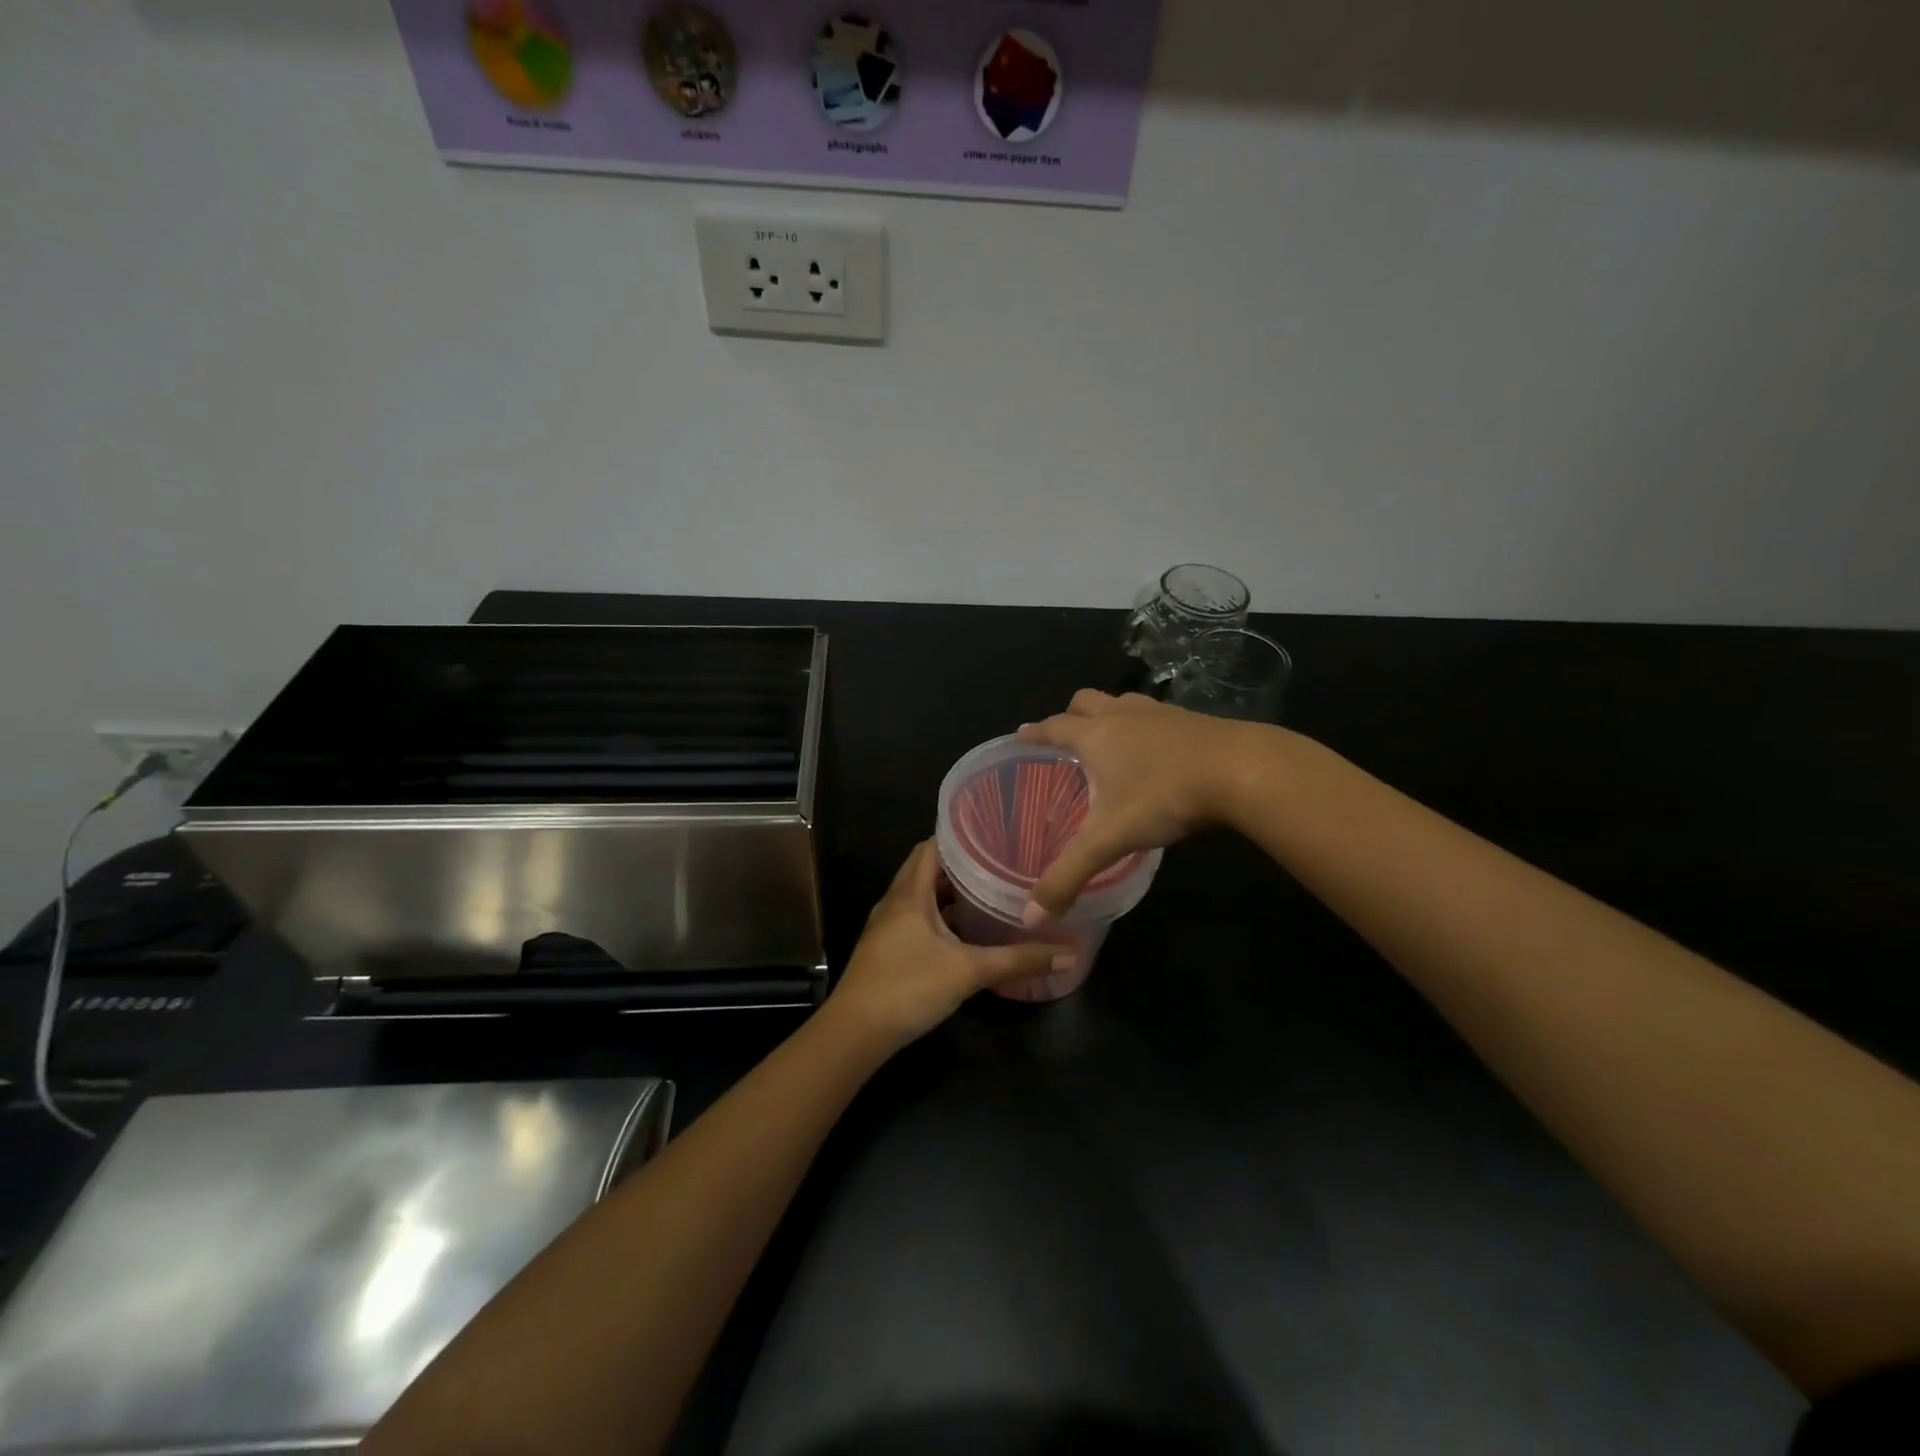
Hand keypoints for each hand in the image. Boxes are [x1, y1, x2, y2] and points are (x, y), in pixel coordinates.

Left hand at [829, 841, 1062, 1051]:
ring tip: (986, 891)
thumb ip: (1018, 961)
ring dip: (947, 892)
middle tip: (996, 861)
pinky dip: (938, 916)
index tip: (991, 833)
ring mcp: (887, 926)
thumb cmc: (909, 987)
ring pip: (919, 896)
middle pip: (925, 869)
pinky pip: (914, 918)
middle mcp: (895, 902)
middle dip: (958, 864)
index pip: (930, 847)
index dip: (958, 836)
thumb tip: (1069, 953)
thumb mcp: (969, 972)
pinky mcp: (886, 949)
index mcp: (910, 894)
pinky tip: (962, 932)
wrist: (855, 1032)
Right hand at [1017, 689, 1261, 916]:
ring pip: (1124, 701)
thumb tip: (1033, 917)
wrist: (1242, 770)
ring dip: (1110, 714)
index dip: (1034, 732)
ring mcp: (1161, 713)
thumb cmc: (1164, 797)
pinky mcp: (1194, 719)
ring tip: (1110, 739)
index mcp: (1096, 736)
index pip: (1054, 727)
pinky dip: (1146, 725)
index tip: (1021, 733)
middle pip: (1087, 701)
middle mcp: (1123, 715)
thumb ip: (1070, 875)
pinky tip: (1158, 750)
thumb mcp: (1111, 839)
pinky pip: (1157, 714)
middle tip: (1066, 737)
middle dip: (1071, 715)